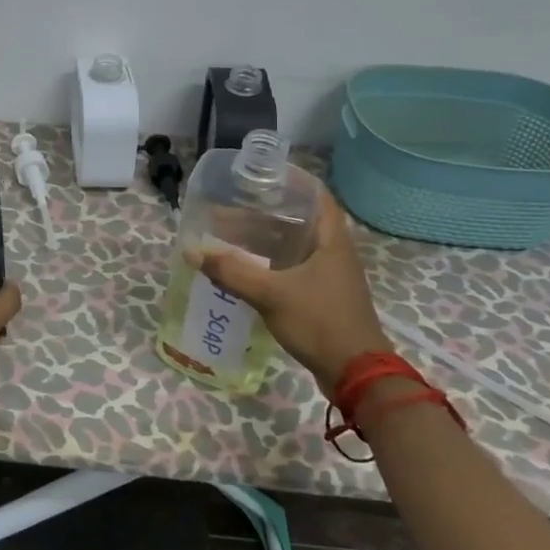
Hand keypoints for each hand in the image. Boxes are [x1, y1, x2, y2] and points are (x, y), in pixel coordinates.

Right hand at [194, 189, 390, 398]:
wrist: (356, 374)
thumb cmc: (320, 322)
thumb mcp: (271, 294)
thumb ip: (231, 271)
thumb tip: (193, 251)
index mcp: (332, 240)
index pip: (317, 195)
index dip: (292, 180)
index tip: (262, 174)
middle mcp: (334, 252)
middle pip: (299, 220)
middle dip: (266, 211)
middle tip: (233, 204)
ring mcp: (330, 276)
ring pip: (294, 245)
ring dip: (265, 238)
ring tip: (231, 233)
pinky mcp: (322, 297)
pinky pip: (292, 267)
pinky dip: (269, 262)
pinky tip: (244, 267)